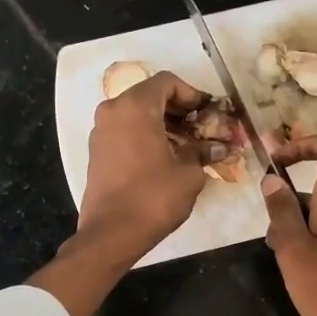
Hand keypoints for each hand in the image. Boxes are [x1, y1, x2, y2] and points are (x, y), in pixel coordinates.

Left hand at [79, 71, 225, 260]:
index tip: (209, 114)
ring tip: (188, 146)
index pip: (167, 82)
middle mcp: (113, 110)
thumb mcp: (189, 174)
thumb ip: (203, 152)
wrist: (112, 233)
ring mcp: (101, 131)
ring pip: (137, 114)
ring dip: (164, 124)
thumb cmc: (154, 197)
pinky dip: (146, 136)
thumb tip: (219, 147)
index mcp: (136, 106)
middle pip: (151, 96)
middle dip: (179, 110)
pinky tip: (166, 157)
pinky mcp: (97, 151)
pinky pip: (125, 131)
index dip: (193, 94)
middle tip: (202, 130)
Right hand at [261, 134, 316, 315]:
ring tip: (284, 263)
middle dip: (287, 205)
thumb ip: (282, 212)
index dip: (302, 144)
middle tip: (271, 241)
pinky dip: (310, 243)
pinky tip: (302, 274)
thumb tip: (272, 179)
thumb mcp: (293, 251)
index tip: (276, 162)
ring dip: (296, 229)